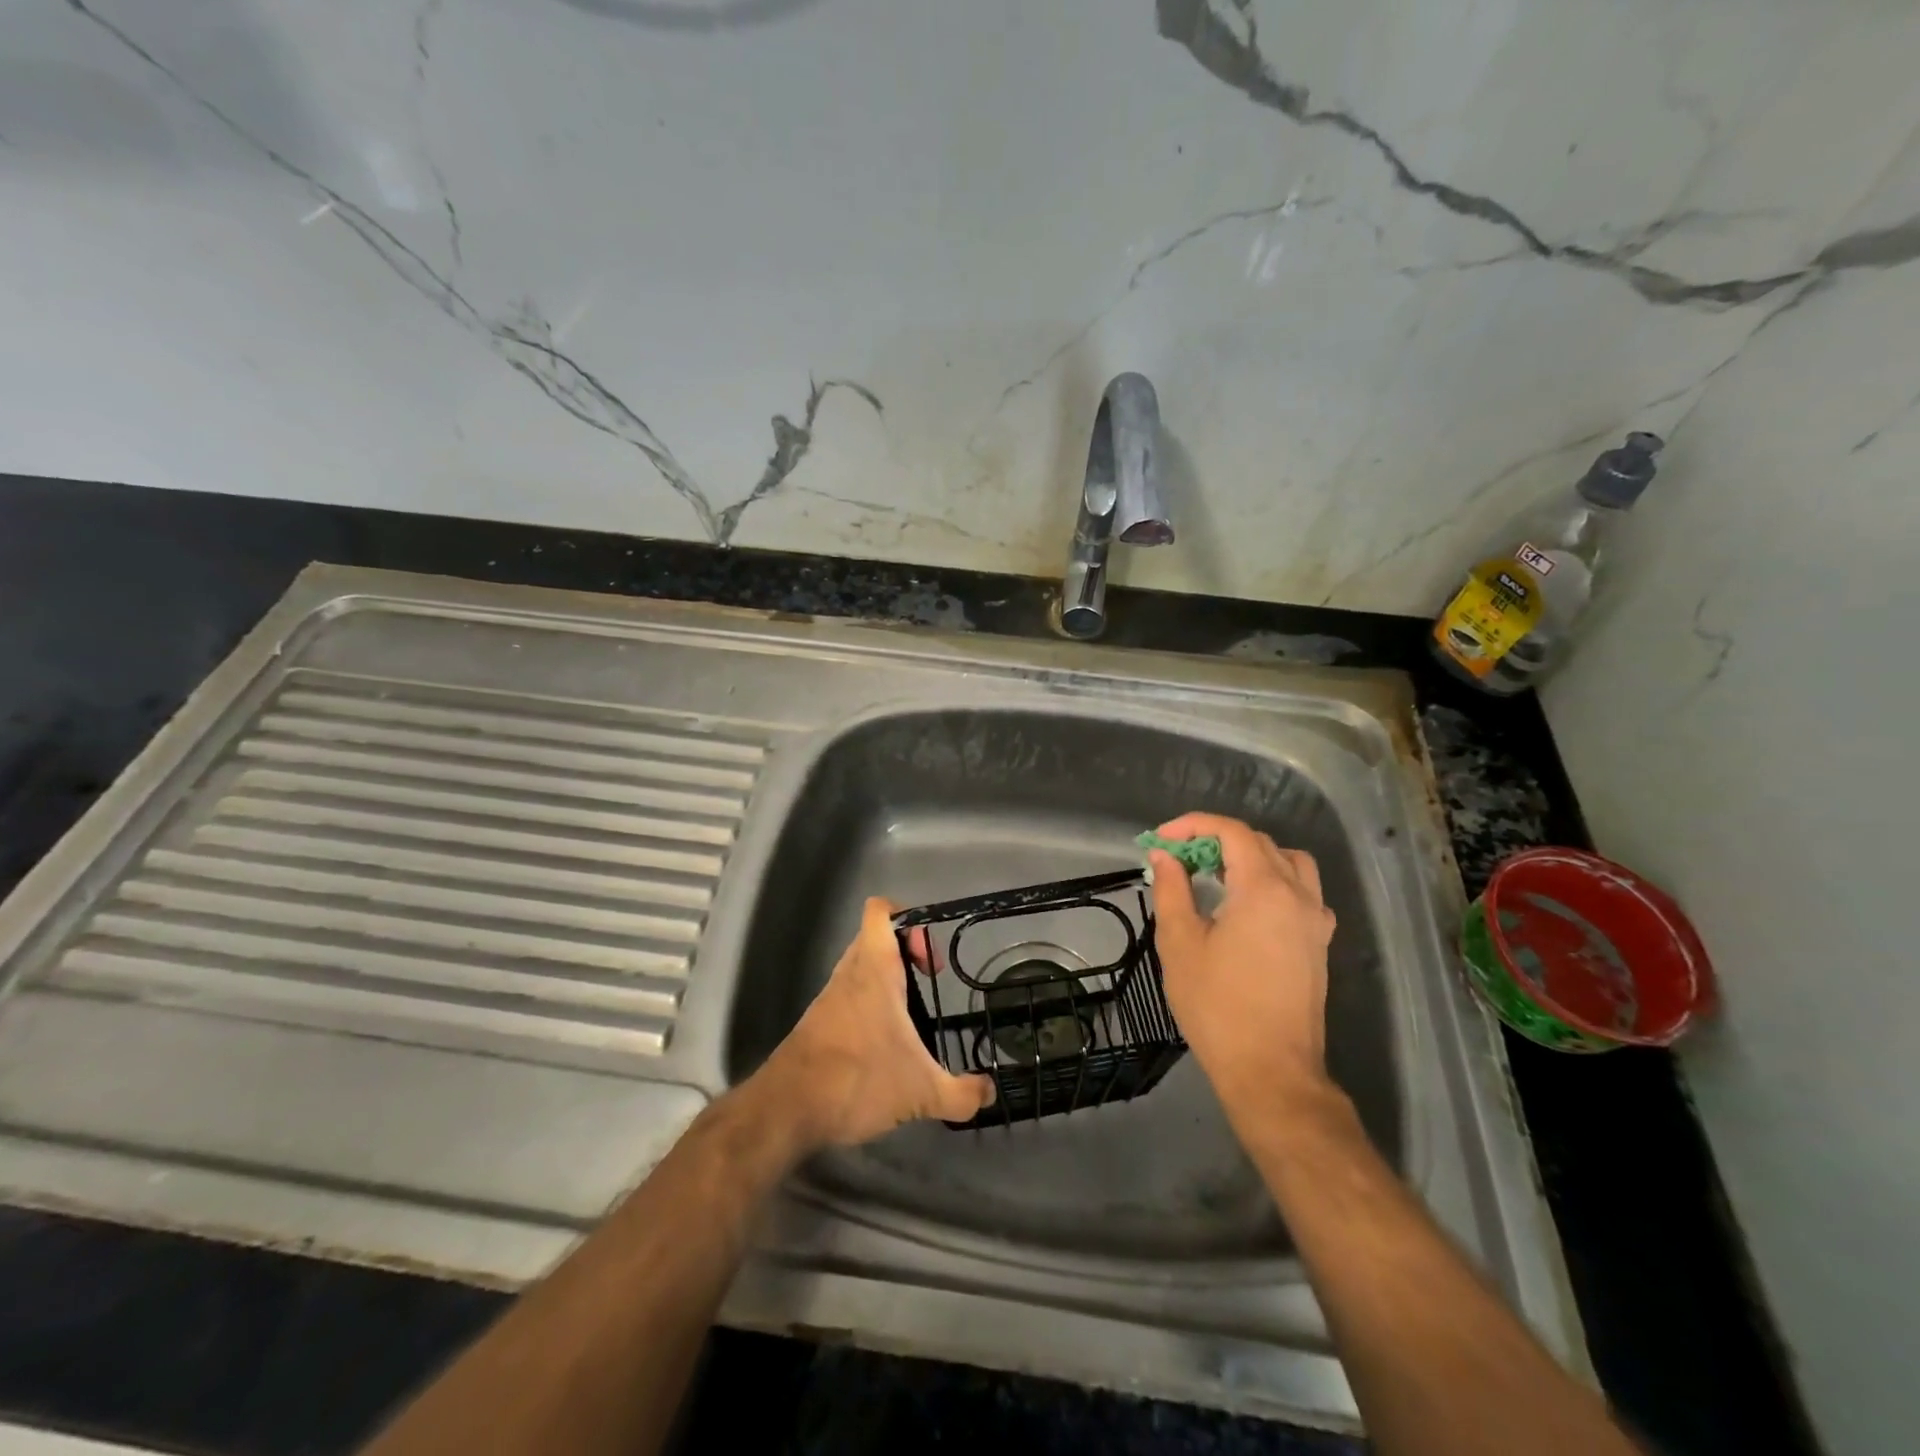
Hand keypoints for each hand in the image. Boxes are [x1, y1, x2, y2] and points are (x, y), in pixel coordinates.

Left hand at [756, 898, 994, 1147]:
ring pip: (861, 967)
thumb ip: (962, 1094)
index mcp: (874, 968)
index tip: (930, 956)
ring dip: (887, 979)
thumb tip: (990, 1093)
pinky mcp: (818, 1022)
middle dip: (906, 951)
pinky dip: (869, 1005)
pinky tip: (885, 1045)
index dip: (908, 918)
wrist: (788, 1110)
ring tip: (912, 1016)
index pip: (880, 910)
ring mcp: (830, 997)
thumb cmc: (858, 1080)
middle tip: (928, 982)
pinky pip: (849, 995)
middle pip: (875, 937)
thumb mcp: (922, 1093)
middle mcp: (850, 973)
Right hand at [1148, 813, 1337, 1110]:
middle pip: (1258, 843)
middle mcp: (1298, 894)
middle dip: (1215, 840)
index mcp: (1264, 888)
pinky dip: (1273, 881)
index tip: (1160, 841)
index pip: (1230, 832)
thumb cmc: (1218, 1006)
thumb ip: (1172, 889)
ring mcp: (1315, 919)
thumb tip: (1164, 856)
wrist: (1271, 1071)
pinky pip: (1302, 891)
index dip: (1192, 826)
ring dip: (1250, 856)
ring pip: (1288, 862)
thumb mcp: (1180, 943)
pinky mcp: (1319, 943)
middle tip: (1178, 859)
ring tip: (1216, 876)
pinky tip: (1248, 907)